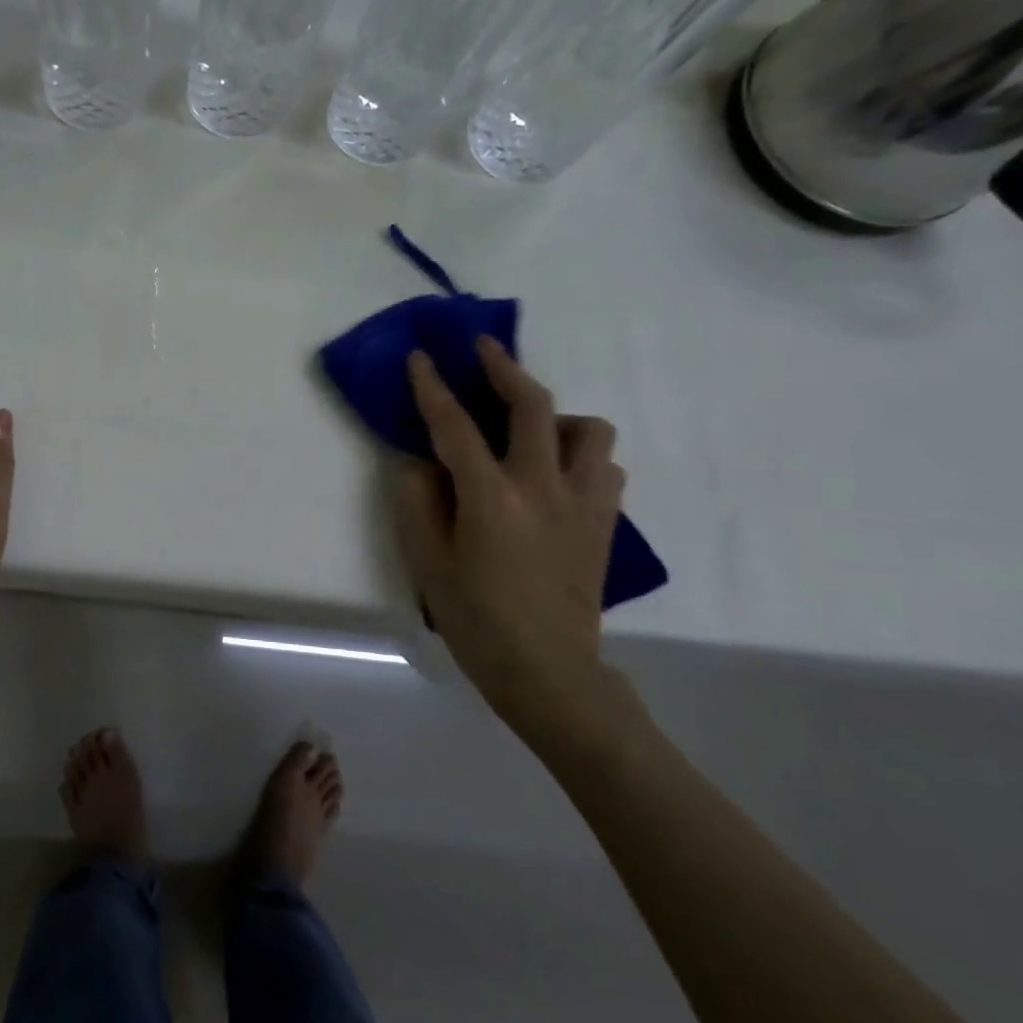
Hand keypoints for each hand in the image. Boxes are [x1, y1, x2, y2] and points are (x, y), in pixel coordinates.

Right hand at [394, 337, 635, 754]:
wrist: (549, 673)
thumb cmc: (477, 620)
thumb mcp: (427, 563)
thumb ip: (417, 503)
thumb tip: (419, 463)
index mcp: (492, 499)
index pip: (455, 426)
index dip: (433, 386)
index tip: (421, 356)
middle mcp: (543, 488)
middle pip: (534, 406)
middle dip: (506, 368)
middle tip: (484, 349)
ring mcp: (583, 504)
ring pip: (589, 430)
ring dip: (556, 417)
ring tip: (528, 430)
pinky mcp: (604, 524)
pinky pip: (605, 468)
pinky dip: (581, 456)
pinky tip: (555, 474)